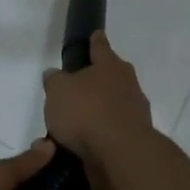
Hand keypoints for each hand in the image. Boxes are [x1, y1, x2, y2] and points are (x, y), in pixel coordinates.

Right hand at [42, 32, 154, 189]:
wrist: (121, 154)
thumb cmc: (88, 112)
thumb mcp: (58, 91)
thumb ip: (55, 80)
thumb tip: (55, 75)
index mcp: (111, 66)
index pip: (100, 46)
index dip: (95, 41)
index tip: (96, 34)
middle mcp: (128, 85)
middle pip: (110, 77)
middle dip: (95, 81)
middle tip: (74, 89)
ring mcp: (134, 113)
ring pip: (111, 106)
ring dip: (95, 112)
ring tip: (71, 125)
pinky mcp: (133, 139)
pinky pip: (110, 132)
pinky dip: (98, 136)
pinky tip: (80, 145)